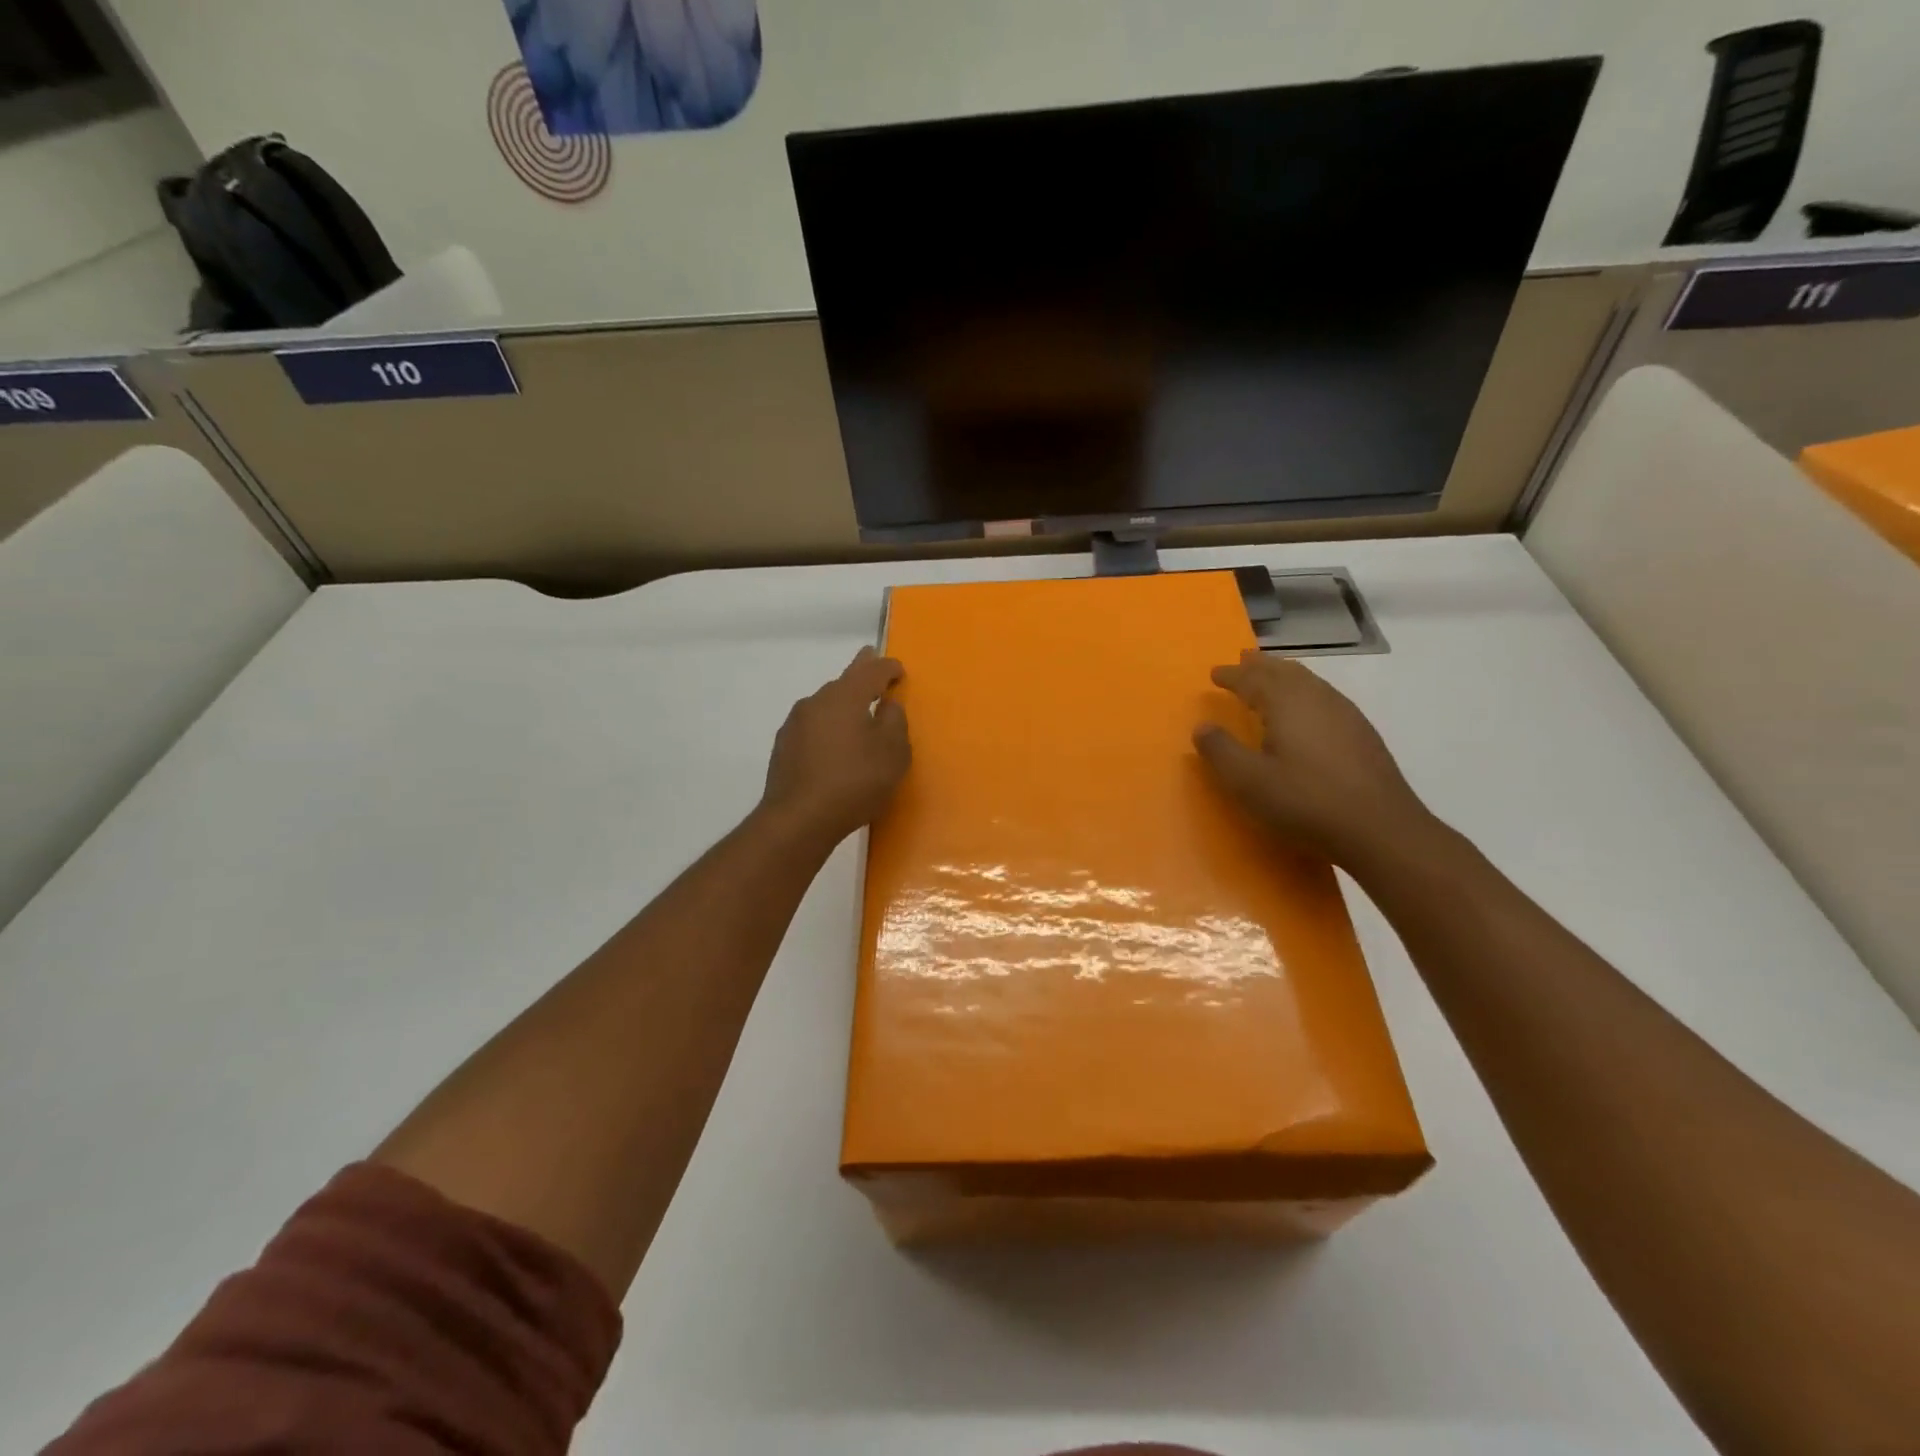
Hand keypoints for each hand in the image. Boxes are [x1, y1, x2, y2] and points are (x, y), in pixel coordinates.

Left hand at [760, 648, 910, 847]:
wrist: (799, 819)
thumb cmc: (855, 782)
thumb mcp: (893, 753)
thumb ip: (895, 722)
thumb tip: (887, 705)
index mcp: (845, 696)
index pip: (871, 671)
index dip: (888, 667)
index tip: (899, 669)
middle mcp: (816, 702)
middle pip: (843, 682)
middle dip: (861, 673)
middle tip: (871, 662)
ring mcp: (795, 724)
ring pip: (825, 704)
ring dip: (842, 704)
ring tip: (856, 713)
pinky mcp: (784, 747)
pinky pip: (814, 727)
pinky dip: (828, 727)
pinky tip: (834, 745)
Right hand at [1194, 649, 1432, 868]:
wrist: (1380, 828)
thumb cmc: (1305, 801)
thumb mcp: (1248, 781)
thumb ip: (1221, 751)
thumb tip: (1202, 726)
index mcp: (1286, 703)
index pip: (1253, 680)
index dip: (1232, 675)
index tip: (1215, 673)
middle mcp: (1317, 698)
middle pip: (1285, 672)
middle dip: (1261, 666)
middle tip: (1244, 659)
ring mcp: (1345, 714)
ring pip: (1310, 682)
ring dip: (1286, 675)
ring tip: (1273, 676)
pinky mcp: (1362, 734)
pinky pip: (1326, 697)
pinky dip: (1306, 692)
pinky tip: (1309, 710)